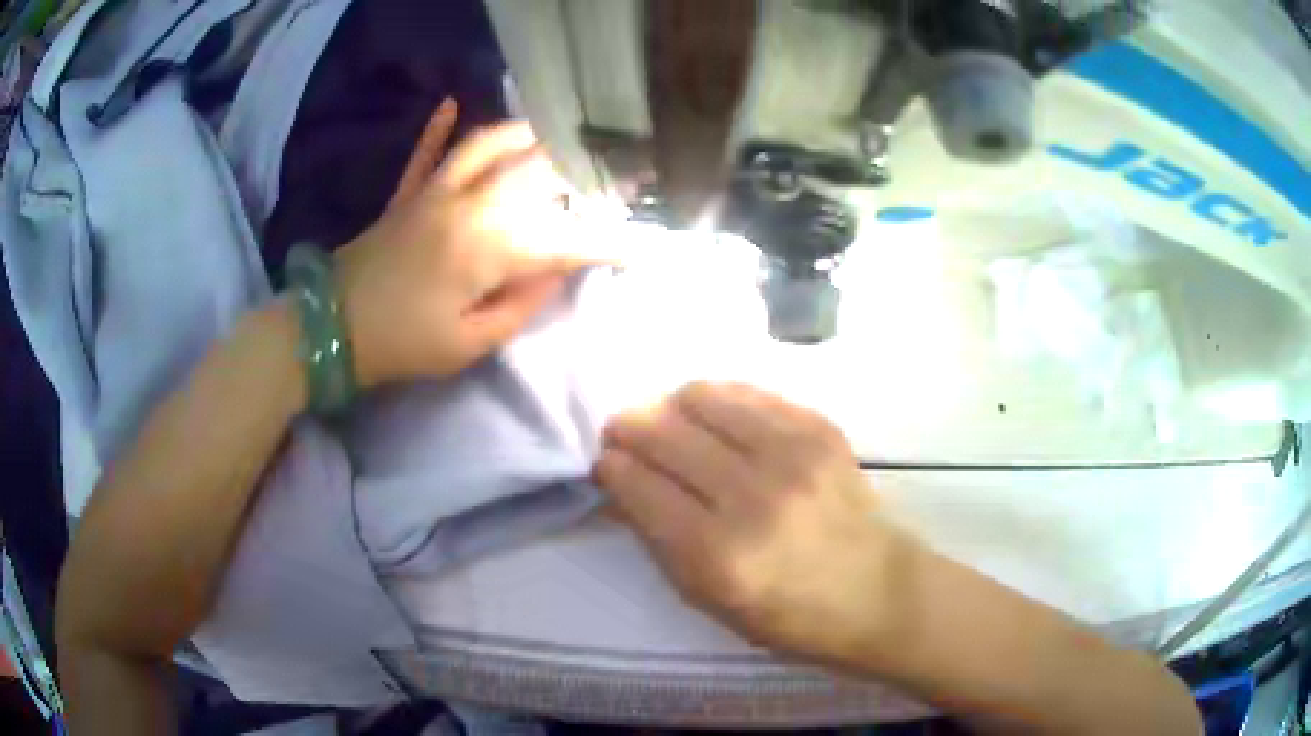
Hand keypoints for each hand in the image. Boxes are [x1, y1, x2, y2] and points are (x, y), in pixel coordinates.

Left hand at [335, 101, 598, 385]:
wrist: (328, 329)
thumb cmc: (400, 345)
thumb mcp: (468, 344)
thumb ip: (519, 306)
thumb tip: (553, 273)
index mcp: (487, 247)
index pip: (563, 240)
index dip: (607, 245)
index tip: (640, 249)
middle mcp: (468, 204)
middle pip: (533, 170)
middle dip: (578, 170)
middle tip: (607, 175)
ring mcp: (433, 192)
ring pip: (486, 144)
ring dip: (524, 134)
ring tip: (552, 134)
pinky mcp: (406, 194)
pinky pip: (426, 152)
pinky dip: (439, 127)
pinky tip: (450, 102)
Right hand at [593, 382, 912, 668]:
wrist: (877, 590)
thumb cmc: (789, 614)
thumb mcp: (709, 600)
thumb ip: (660, 540)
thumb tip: (624, 483)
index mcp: (718, 556)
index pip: (641, 487)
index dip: (613, 466)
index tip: (606, 460)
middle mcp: (752, 497)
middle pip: (665, 435)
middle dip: (630, 427)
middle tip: (622, 431)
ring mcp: (792, 455)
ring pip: (703, 398)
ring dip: (672, 406)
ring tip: (670, 420)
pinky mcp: (820, 430)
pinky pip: (749, 393)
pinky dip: (719, 399)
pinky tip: (715, 416)